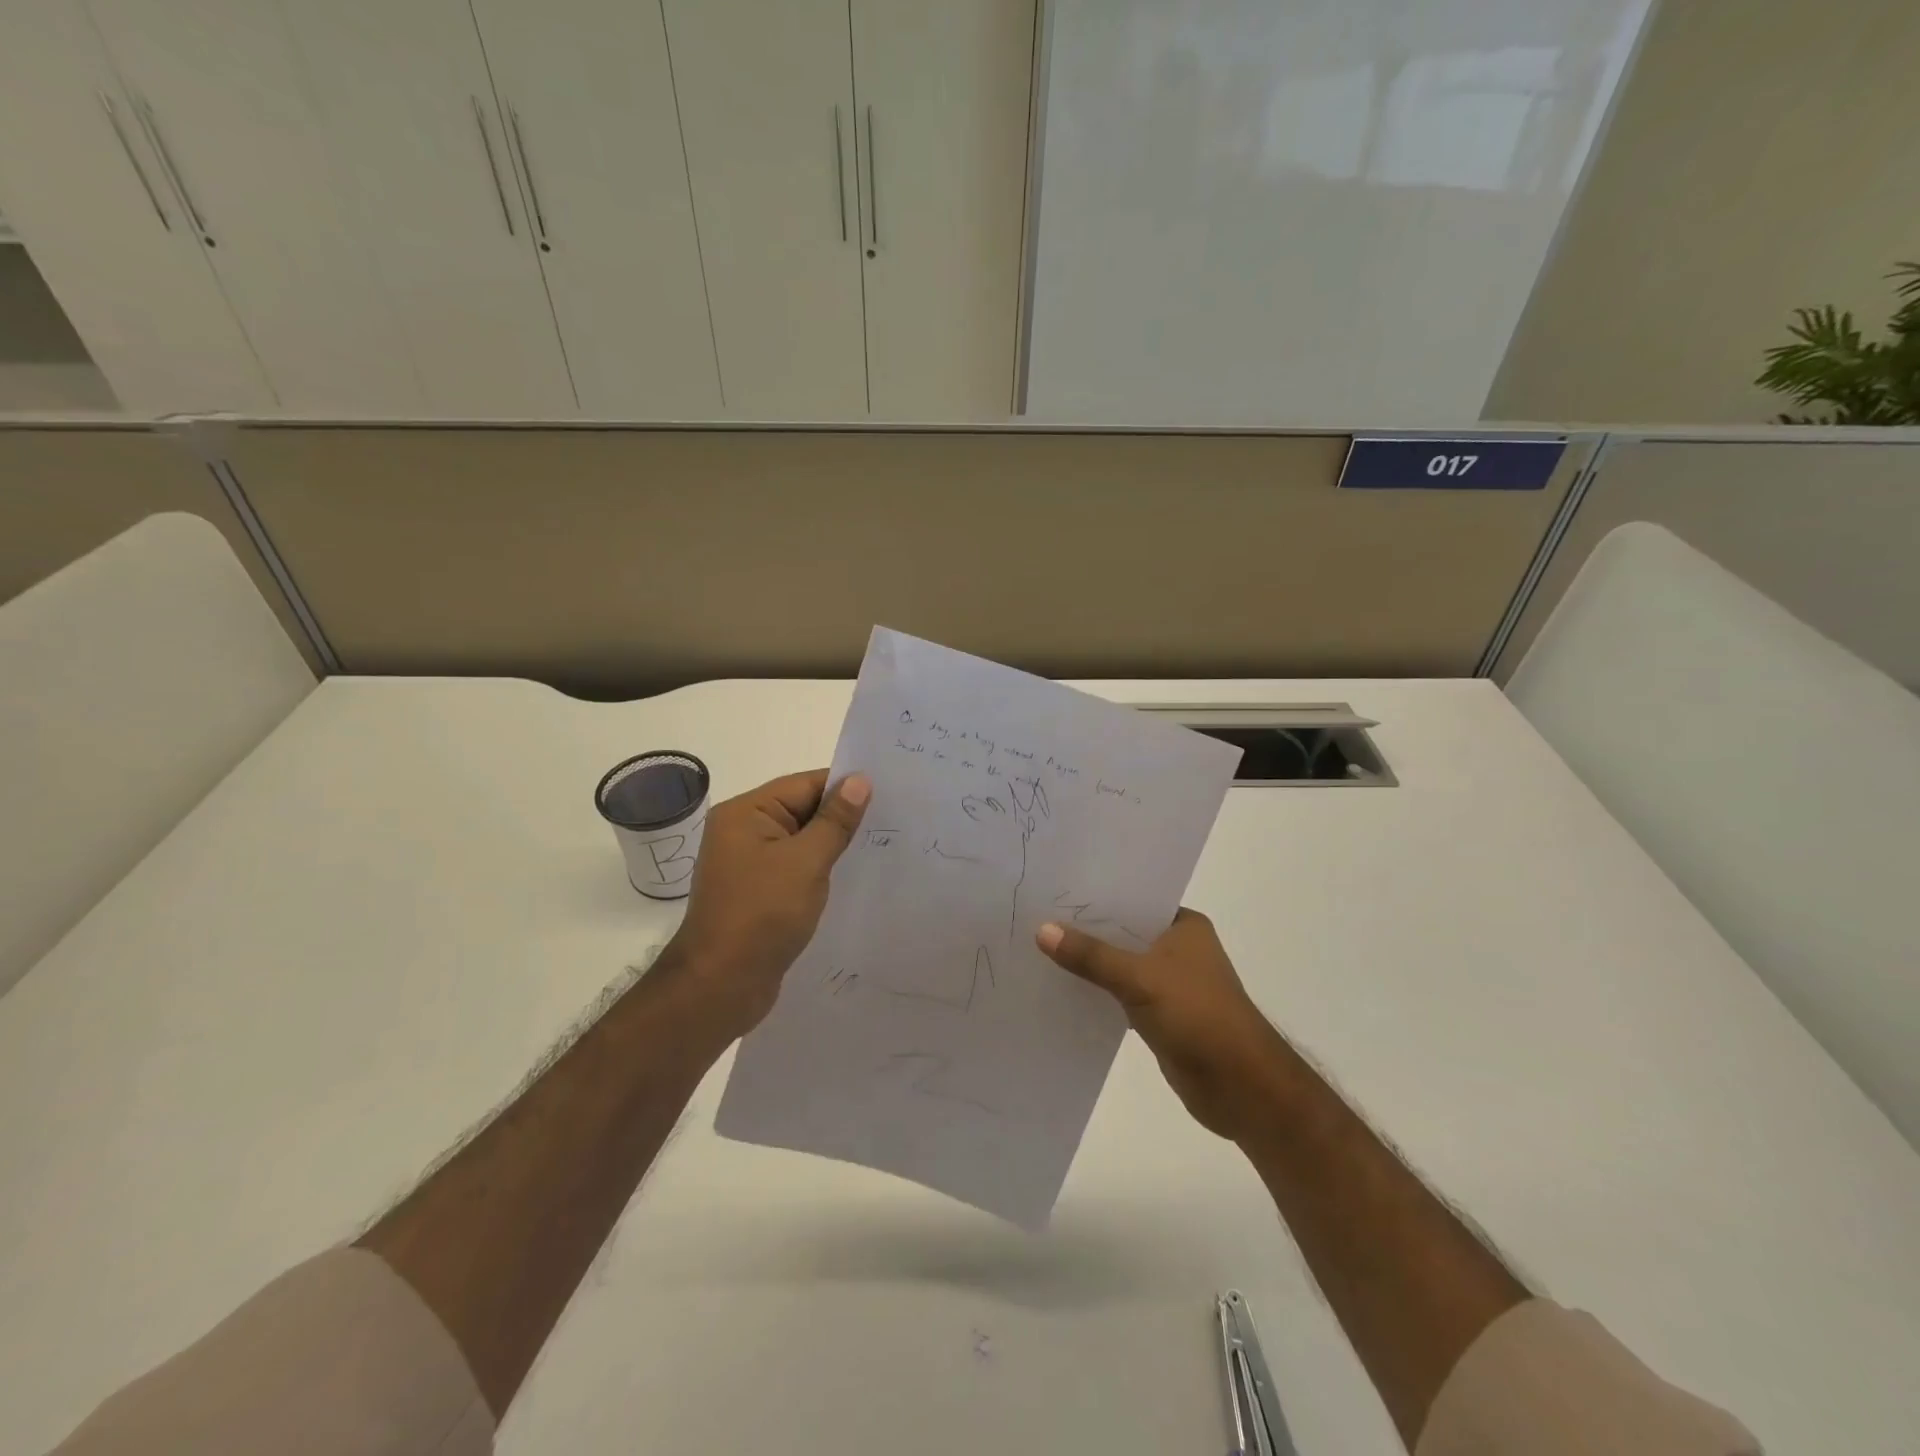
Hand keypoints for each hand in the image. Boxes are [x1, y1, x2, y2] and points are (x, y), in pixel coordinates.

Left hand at [664, 768, 868, 1034]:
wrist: (720, 986)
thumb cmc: (762, 915)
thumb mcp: (806, 862)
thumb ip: (835, 821)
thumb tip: (860, 780)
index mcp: (746, 813)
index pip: (804, 784)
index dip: (844, 787)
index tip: (889, 792)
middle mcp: (743, 832)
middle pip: (802, 810)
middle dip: (843, 816)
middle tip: (894, 819)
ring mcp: (749, 865)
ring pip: (802, 842)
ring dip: (834, 845)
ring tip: (881, 846)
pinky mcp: (759, 893)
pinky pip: (796, 869)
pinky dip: (821, 870)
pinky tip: (852, 877)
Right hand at [1037, 909, 1282, 1139]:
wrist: (1240, 1086)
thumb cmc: (1197, 1016)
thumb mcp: (1138, 978)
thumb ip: (1091, 955)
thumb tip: (1042, 930)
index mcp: (1184, 926)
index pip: (1134, 899)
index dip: (1097, 895)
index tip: (1055, 888)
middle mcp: (1179, 948)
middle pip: (1124, 932)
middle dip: (1087, 929)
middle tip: (1037, 915)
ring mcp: (1171, 983)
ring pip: (1121, 964)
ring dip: (1091, 963)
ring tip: (1041, 948)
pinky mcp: (1161, 1015)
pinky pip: (1121, 995)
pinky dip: (1098, 992)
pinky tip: (1063, 988)